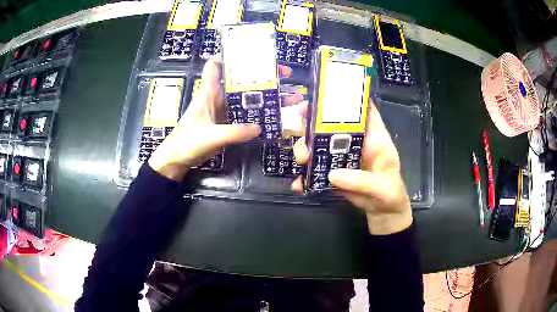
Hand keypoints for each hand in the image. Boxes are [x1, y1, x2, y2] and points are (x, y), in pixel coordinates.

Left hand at [149, 58, 301, 180]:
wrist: (177, 160)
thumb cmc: (186, 142)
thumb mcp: (210, 136)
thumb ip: (234, 132)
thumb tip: (260, 127)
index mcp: (209, 92)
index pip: (215, 65)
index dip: (229, 55)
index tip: (251, 52)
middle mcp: (218, 98)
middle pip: (241, 80)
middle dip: (262, 75)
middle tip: (284, 74)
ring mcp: (224, 111)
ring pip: (247, 98)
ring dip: (267, 96)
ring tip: (291, 96)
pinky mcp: (227, 124)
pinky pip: (247, 115)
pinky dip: (260, 114)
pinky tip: (276, 116)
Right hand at [292, 100, 412, 234]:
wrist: (382, 212)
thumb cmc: (390, 194)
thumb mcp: (382, 188)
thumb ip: (362, 181)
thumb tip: (333, 174)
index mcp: (374, 138)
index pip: (365, 110)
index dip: (350, 97)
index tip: (329, 90)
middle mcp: (356, 143)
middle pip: (334, 123)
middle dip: (315, 118)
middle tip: (300, 117)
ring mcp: (343, 157)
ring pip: (320, 144)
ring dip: (306, 148)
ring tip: (300, 159)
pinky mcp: (333, 172)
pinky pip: (317, 169)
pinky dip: (306, 176)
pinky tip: (299, 184)